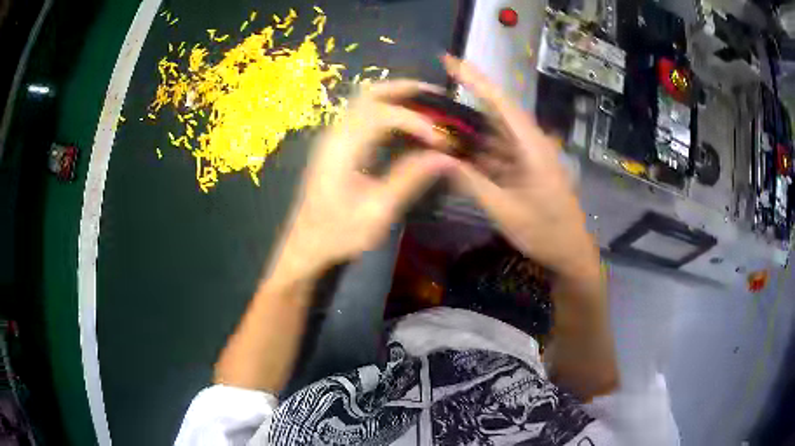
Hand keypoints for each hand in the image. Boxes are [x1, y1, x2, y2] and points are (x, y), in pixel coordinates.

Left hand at [274, 80, 456, 279]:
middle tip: (437, 97)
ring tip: (430, 106)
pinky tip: (409, 125)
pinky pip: (366, 116)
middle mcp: (336, 134)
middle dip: (405, 90)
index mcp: (342, 148)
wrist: (307, 244)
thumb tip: (446, 158)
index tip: (440, 139)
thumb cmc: (338, 232)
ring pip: (367, 101)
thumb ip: (410, 179)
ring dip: (398, 98)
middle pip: (370, 94)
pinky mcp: (338, 145)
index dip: (415, 119)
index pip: (381, 113)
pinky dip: (390, 112)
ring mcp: (335, 137)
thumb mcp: (378, 211)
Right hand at [443, 55, 598, 278]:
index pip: (500, 103)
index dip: (475, 79)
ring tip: (436, 129)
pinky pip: (497, 154)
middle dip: (463, 108)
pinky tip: (456, 155)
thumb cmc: (544, 232)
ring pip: (493, 137)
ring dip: (467, 134)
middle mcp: (530, 144)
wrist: (570, 252)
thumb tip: (439, 160)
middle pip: (494, 116)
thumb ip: (472, 183)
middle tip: (431, 101)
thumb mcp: (505, 210)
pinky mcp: (525, 169)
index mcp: (531, 147)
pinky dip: (477, 154)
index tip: (451, 60)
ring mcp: (528, 157)